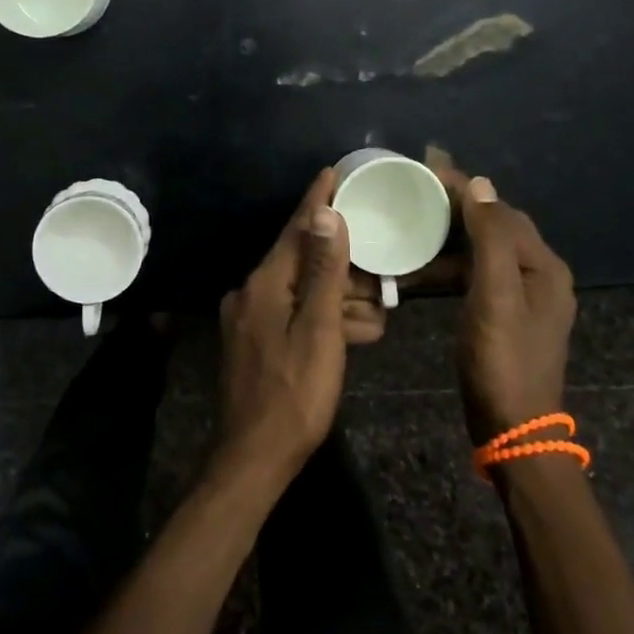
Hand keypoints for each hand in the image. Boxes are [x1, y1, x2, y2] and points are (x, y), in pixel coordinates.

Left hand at [212, 169, 352, 498]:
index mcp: (265, 283)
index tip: (334, 172)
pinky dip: (324, 320)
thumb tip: (326, 214)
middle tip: (381, 274)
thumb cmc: (295, 394)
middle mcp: (253, 292)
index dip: (317, 200)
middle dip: (344, 267)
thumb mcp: (319, 329)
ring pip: (303, 292)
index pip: (296, 229)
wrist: (254, 460)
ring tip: (379, 313)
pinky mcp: (257, 342)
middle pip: (304, 262)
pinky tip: (356, 334)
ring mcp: (252, 318)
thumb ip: (324, 271)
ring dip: (340, 299)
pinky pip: (295, 316)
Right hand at [428, 153, 576, 445]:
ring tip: (411, 226)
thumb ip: (489, 238)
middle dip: (456, 206)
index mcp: (542, 265)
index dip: (465, 188)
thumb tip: (480, 184)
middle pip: (495, 226)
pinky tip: (420, 269)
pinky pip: (476, 276)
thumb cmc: (502, 360)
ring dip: (449, 238)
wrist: (513, 430)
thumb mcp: (494, 295)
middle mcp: (538, 274)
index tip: (427, 167)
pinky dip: (450, 267)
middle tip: (415, 190)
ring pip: (483, 251)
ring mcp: (523, 297)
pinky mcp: (505, 316)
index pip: (500, 210)